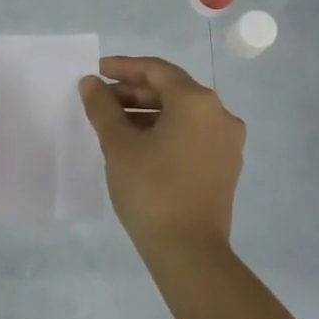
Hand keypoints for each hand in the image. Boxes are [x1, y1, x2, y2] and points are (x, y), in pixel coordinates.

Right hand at [80, 56, 245, 253]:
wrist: (189, 251)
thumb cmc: (151, 189)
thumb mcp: (119, 145)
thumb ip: (103, 108)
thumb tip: (91, 82)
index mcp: (197, 101)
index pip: (156, 70)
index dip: (124, 68)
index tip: (97, 72)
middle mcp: (219, 114)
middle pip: (172, 90)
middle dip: (134, 91)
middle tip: (100, 99)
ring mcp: (227, 141)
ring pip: (182, 113)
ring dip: (147, 112)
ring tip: (113, 123)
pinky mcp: (225, 165)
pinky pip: (192, 134)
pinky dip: (165, 130)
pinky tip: (138, 143)